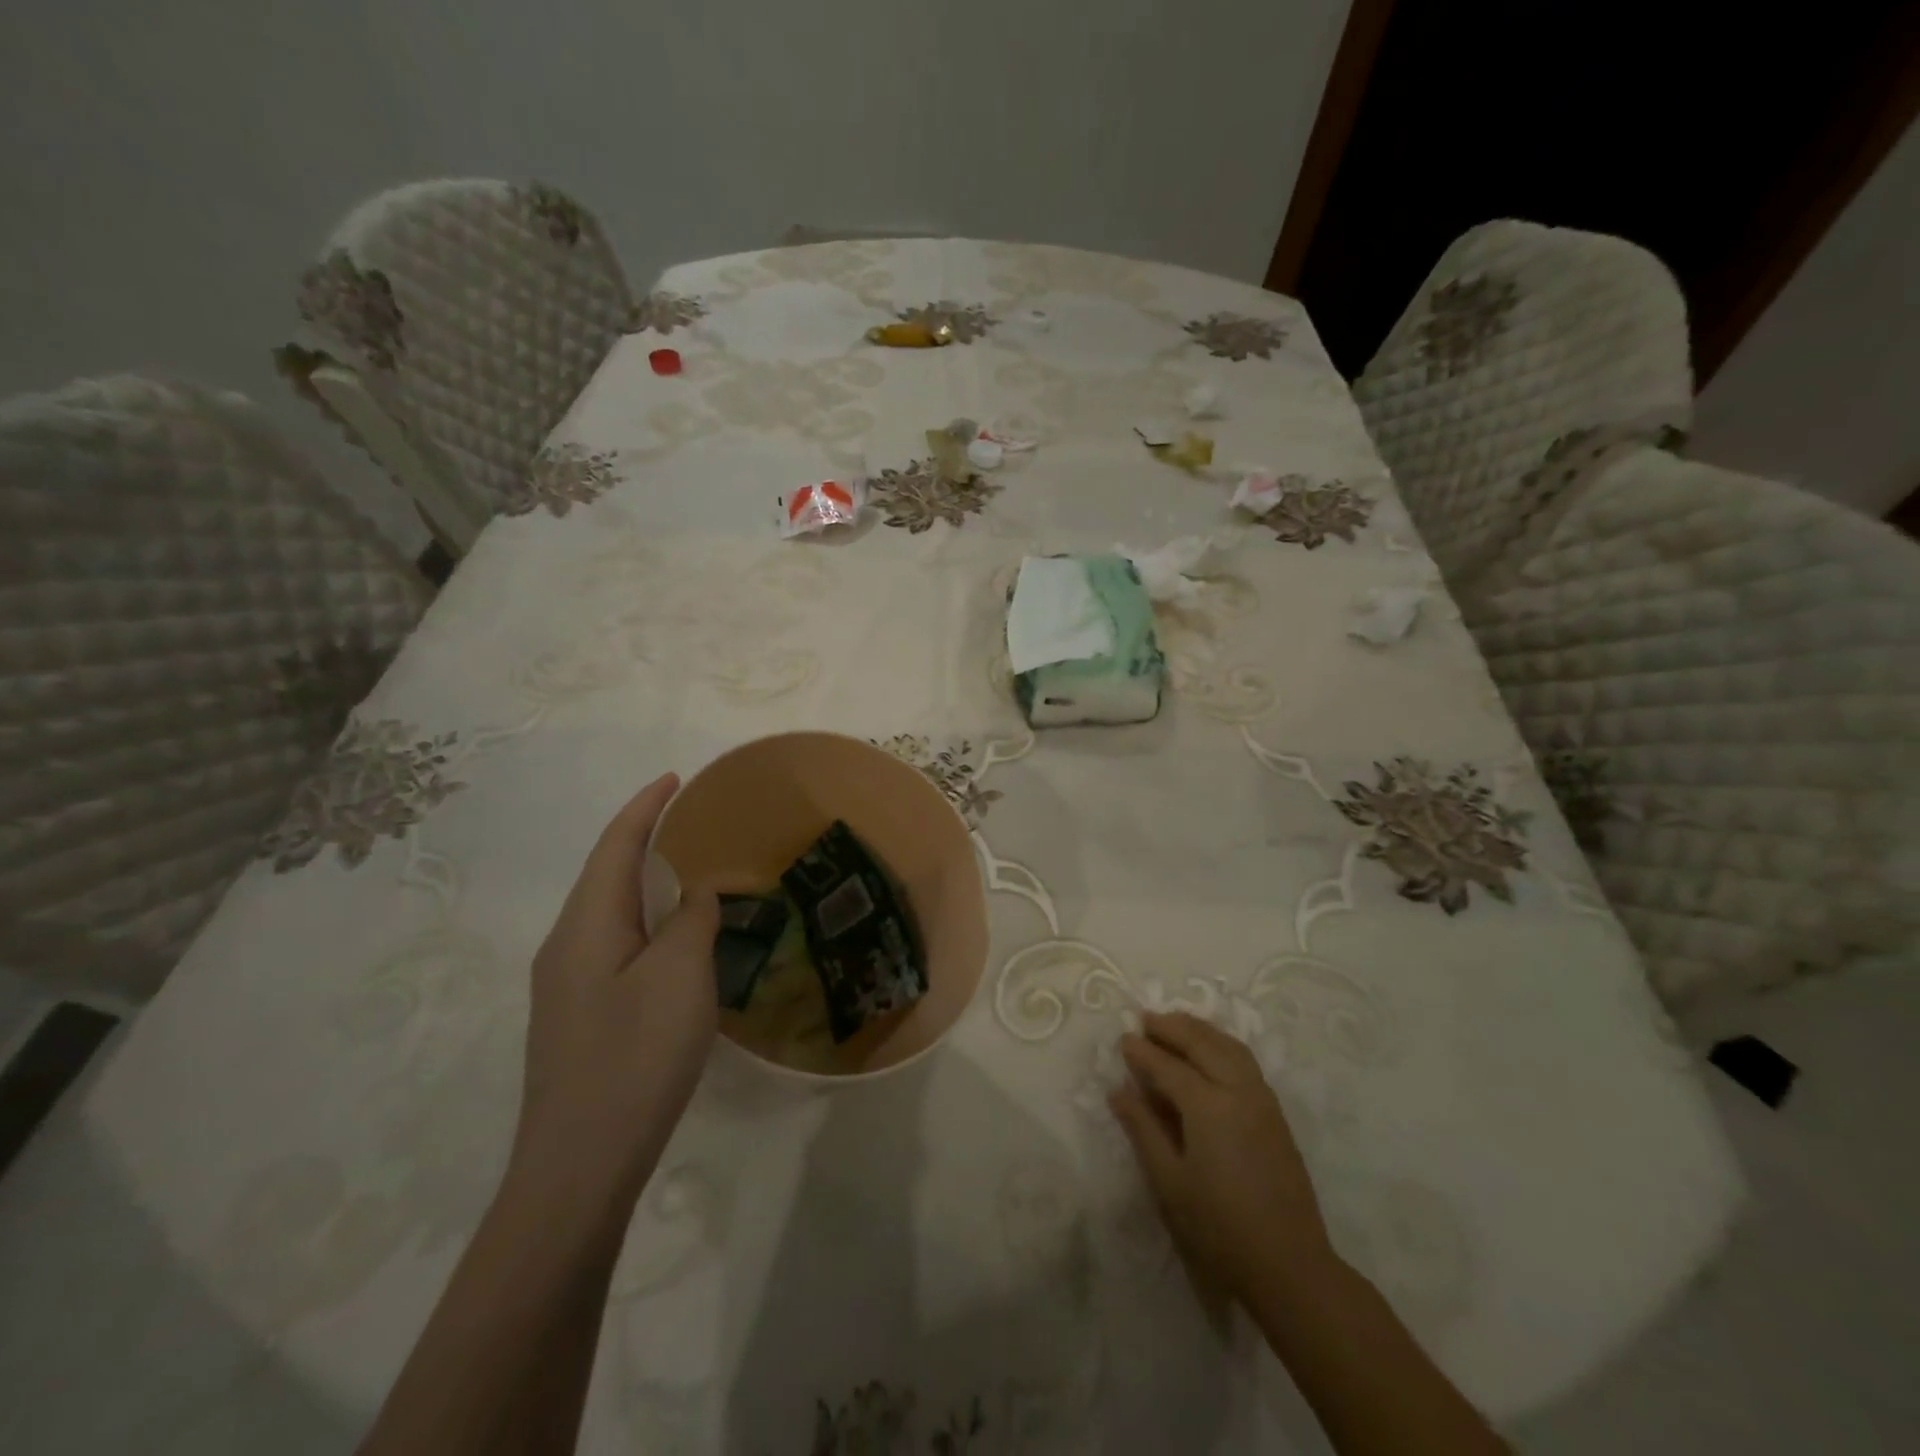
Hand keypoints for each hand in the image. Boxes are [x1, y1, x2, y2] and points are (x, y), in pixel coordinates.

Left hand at [509, 773, 719, 1223]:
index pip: (615, 846)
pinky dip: (645, 923)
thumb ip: (692, 921)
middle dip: (645, 840)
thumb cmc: (635, 1058)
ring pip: (610, 913)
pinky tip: (672, 943)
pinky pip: (614, 946)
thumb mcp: (680, 978)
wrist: (578, 1167)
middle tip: (694, 824)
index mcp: (586, 925)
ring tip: (690, 874)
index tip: (676, 779)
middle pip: (606, 875)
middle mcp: (566, 945)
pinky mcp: (578, 1016)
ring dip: (646, 884)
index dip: (645, 808)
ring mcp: (566, 985)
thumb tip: (694, 893)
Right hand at [1109, 1011, 1336, 1303]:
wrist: (1290, 1267)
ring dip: (1200, 1030)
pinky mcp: (1276, 1114)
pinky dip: (1222, 1044)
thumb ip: (1143, 1129)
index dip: (1143, 1052)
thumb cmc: (1219, 1229)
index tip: (1122, 1039)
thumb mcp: (1169, 1182)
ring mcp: (1262, 1100)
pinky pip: (1245, 1061)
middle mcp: (1238, 1091)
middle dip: (1172, 1027)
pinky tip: (1209, 1052)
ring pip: (1229, 1046)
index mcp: (1209, 1106)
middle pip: (1203, 1043)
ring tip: (1175, 1025)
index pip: (1168, 1066)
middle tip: (1145, 1019)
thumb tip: (1119, 1089)